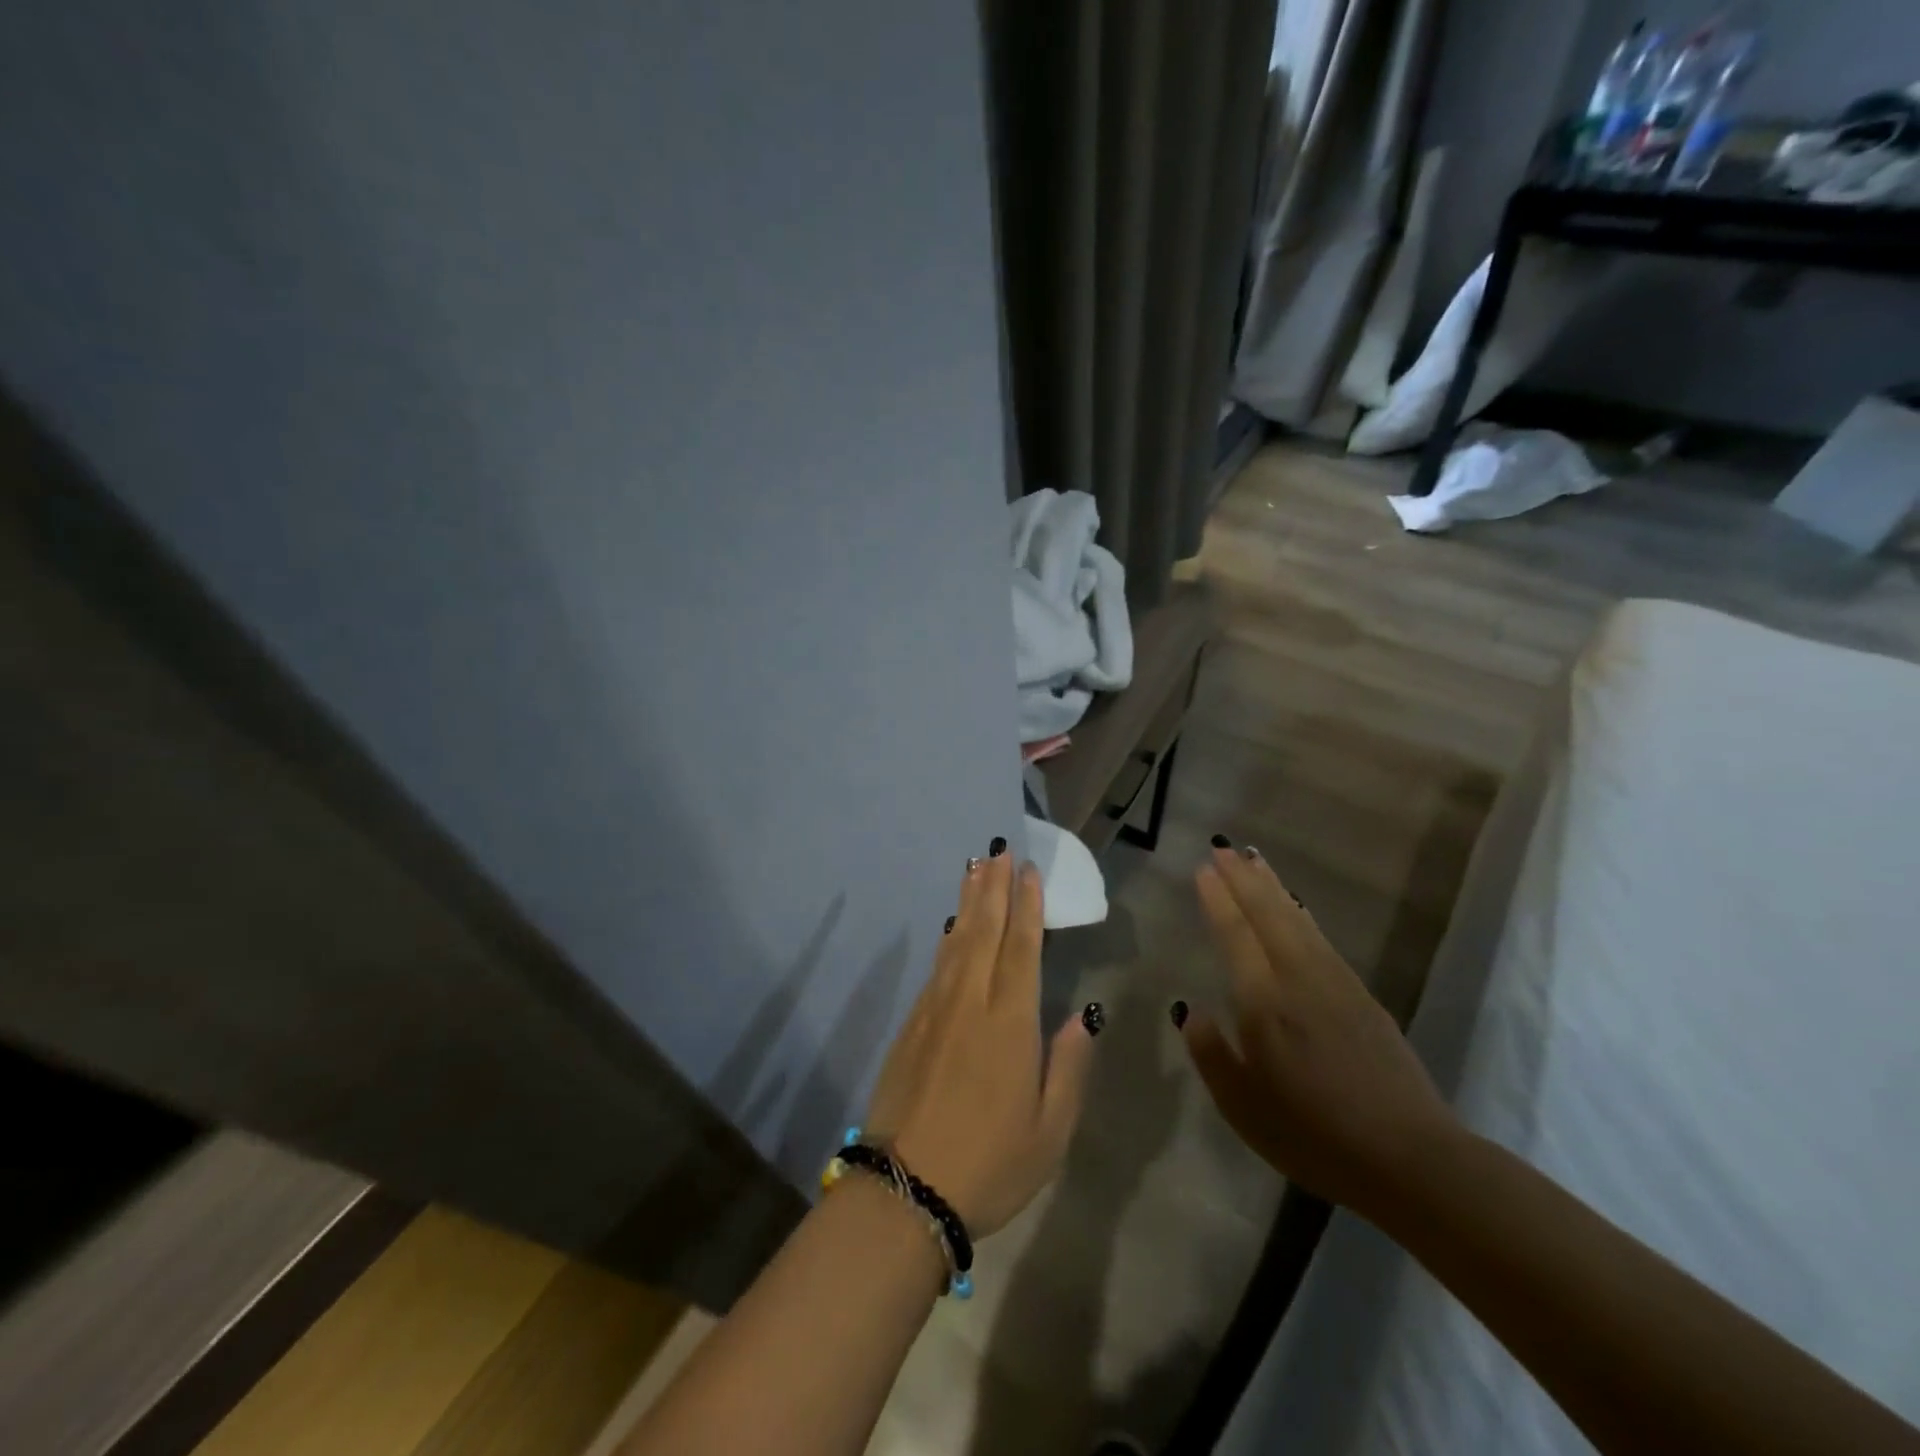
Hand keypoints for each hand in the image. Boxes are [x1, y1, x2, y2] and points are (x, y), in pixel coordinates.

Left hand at [862, 847, 1095, 1237]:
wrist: (904, 1190)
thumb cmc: (990, 1164)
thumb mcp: (1051, 1130)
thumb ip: (1068, 1066)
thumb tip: (1083, 1015)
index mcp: (1010, 1023)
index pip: (1022, 948)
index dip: (1026, 906)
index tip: (1028, 871)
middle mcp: (971, 1002)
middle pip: (985, 931)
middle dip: (993, 888)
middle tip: (998, 851)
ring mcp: (935, 1010)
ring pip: (957, 942)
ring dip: (968, 903)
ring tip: (974, 870)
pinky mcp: (912, 1024)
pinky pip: (937, 966)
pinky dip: (948, 939)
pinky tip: (952, 927)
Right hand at [1180, 842, 1458, 1217]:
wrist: (1411, 1159)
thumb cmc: (1314, 1137)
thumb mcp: (1243, 1108)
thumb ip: (1211, 1054)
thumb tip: (1191, 1010)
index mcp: (1265, 1004)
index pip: (1236, 935)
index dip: (1218, 900)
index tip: (1203, 868)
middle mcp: (1299, 980)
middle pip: (1268, 915)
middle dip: (1242, 879)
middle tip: (1222, 848)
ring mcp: (1336, 984)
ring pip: (1297, 920)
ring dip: (1272, 887)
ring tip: (1253, 859)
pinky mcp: (1362, 996)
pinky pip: (1320, 938)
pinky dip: (1300, 913)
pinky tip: (1295, 908)